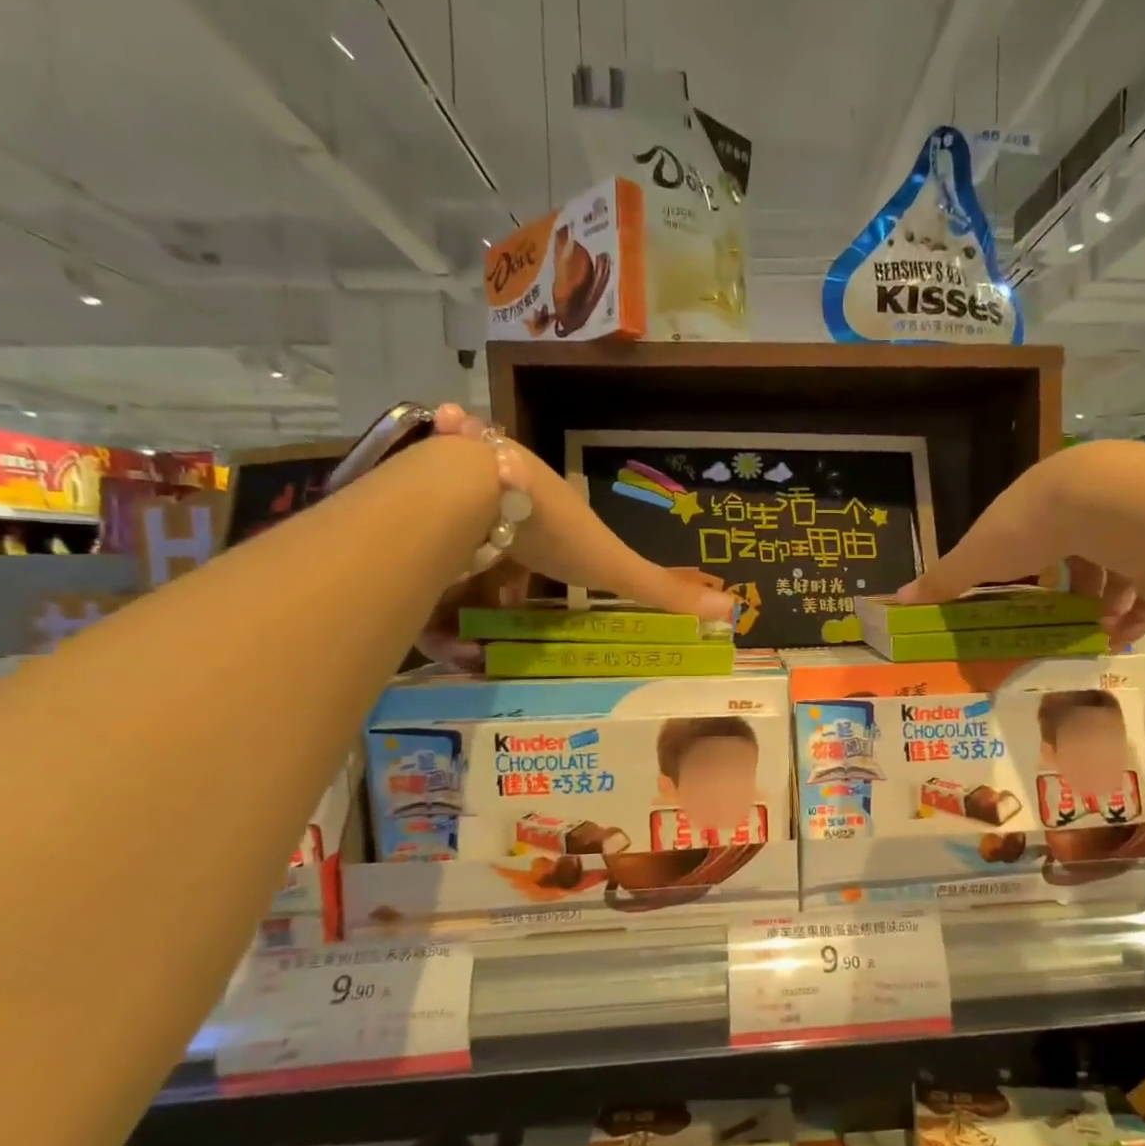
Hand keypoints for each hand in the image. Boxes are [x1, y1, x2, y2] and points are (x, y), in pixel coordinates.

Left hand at [418, 406, 733, 667]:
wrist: (469, 491)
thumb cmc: (552, 528)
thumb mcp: (613, 567)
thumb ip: (662, 590)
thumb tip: (732, 608)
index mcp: (541, 509)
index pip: (537, 548)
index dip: (534, 582)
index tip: (531, 615)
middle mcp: (494, 506)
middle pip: (489, 561)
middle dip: (490, 605)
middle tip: (490, 642)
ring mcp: (449, 514)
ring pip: (450, 572)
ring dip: (456, 618)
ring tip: (464, 653)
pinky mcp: (412, 529)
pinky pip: (419, 576)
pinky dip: (427, 611)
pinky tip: (438, 643)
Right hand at [893, 444, 1144, 647]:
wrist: (1106, 504)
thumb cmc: (1030, 528)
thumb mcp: (976, 558)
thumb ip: (942, 580)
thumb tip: (895, 600)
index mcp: (1038, 504)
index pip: (1032, 536)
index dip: (1027, 567)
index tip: (1022, 597)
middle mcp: (1084, 509)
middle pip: (1078, 555)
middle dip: (1071, 591)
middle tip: (1060, 623)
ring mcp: (1126, 527)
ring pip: (1117, 570)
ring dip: (1103, 606)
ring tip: (1091, 634)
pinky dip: (1136, 614)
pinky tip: (1120, 636)